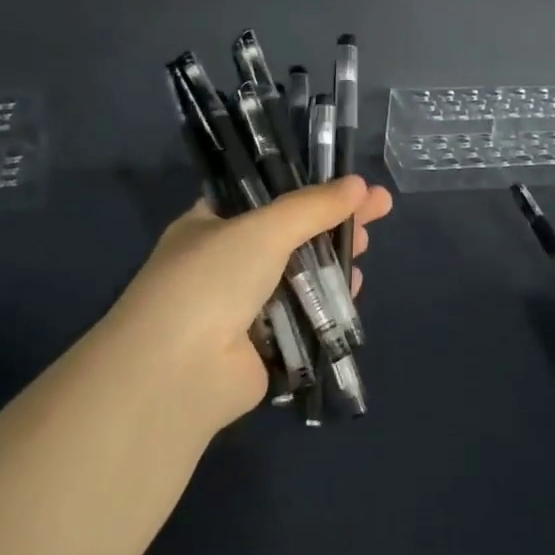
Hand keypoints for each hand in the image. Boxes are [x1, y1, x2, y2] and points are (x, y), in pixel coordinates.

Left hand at [88, 176, 393, 431]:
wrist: (180, 370)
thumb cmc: (212, 280)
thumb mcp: (263, 229)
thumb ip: (313, 207)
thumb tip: (359, 185)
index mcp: (209, 226)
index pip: (264, 197)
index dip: (308, 189)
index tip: (349, 184)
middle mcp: (223, 264)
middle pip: (289, 235)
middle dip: (331, 222)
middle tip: (375, 211)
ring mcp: (242, 307)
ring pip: (298, 276)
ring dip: (332, 261)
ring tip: (365, 247)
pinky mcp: (263, 345)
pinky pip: (302, 316)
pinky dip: (327, 302)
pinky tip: (353, 288)